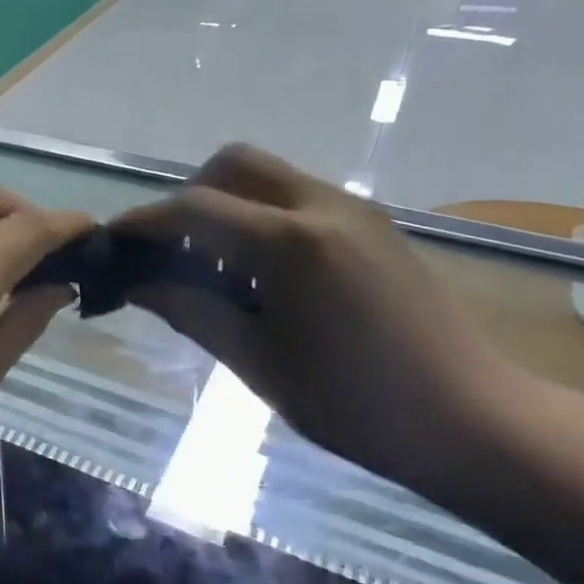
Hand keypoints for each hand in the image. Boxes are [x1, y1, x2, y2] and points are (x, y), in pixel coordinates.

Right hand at [111, 145, 526, 497]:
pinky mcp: (373, 225)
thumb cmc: (355, 404)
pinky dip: (261, 217)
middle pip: (233, 164)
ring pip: (268, 176)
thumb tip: (135, 283)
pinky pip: (298, 197)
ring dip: (227, 205)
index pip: (195, 208)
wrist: (469, 419)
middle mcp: (323, 206)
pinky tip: (261, 275)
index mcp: (291, 243)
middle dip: (188, 197)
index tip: (113, 242)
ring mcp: (354, 210)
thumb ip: (190, 310)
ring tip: (215, 270)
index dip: (145, 222)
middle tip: (170, 251)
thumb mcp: (258, 362)